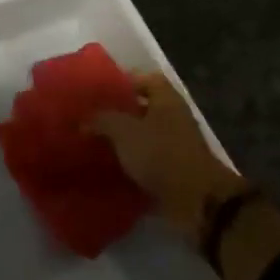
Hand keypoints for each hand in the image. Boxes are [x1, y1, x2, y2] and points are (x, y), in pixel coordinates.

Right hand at [92, 72, 279, 279]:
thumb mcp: (124, 131)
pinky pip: (146, 161)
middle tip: (90, 117)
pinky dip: (130, 164)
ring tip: (93, 143)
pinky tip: (107, 167)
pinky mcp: (172, 171)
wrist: (196, 201)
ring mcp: (175, 146)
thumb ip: (102, 120)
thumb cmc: (161, 154)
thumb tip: (83, 120)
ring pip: (143, 136)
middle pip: (142, 108)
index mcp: (166, 100)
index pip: (145, 78)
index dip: (123, 81)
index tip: (98, 90)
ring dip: (122, 140)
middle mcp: (173, 118)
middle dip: (117, 112)